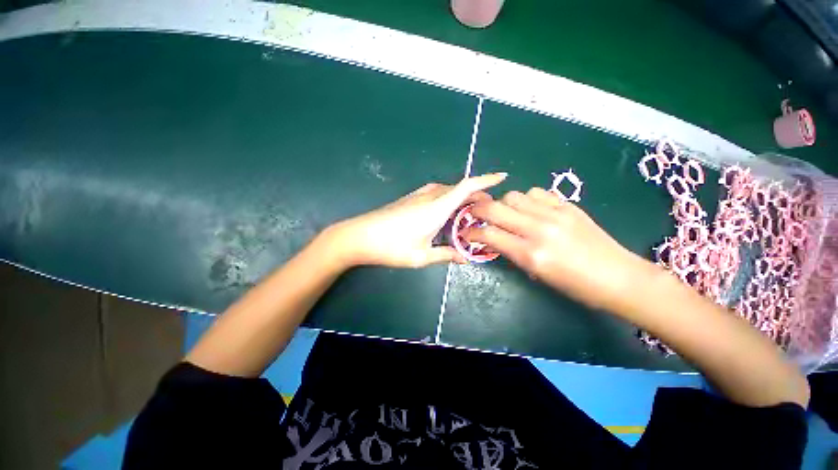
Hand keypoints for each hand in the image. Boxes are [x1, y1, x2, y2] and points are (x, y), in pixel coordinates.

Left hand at [325, 173, 507, 267]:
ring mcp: (418, 196)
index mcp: (436, 208)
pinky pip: (436, 194)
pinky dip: (447, 200)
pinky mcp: (409, 199)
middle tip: (487, 210)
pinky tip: (446, 213)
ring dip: (461, 198)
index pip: (466, 187)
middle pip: (459, 188)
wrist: (358, 236)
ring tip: (469, 212)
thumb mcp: (421, 256)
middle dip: (476, 195)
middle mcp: (429, 196)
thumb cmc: (391, 247)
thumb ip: (446, 255)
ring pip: (447, 191)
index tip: (502, 177)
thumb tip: (465, 258)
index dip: (486, 180)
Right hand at [464, 187, 645, 310]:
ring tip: (506, 213)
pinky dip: (526, 199)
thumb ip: (511, 252)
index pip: (489, 234)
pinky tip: (529, 209)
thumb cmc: (575, 286)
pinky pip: (536, 193)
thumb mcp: (536, 274)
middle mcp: (539, 229)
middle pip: (496, 209)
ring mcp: (555, 214)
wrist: (619, 278)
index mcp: (531, 254)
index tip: (466, 233)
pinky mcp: (568, 206)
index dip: (471, 232)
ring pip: (514, 195)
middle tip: (474, 215)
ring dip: (503, 204)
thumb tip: (493, 239)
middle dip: (478, 211)